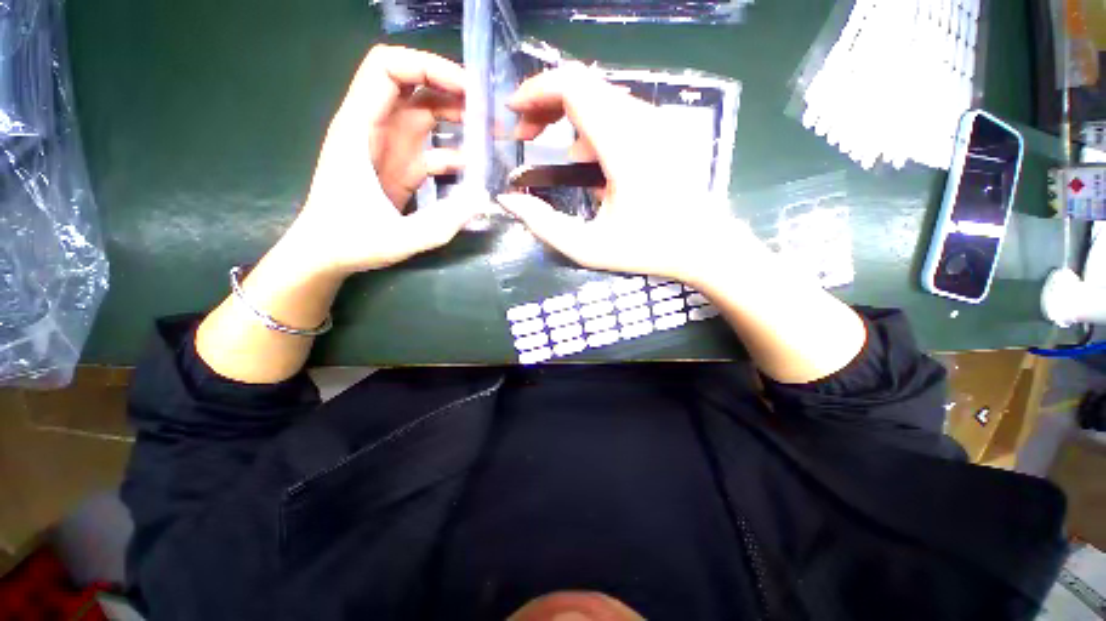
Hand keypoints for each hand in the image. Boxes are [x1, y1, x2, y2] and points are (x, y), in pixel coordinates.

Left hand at [292, 45, 478, 275]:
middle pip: (412, 86)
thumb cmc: (350, 242)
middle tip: (488, 111)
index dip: (428, 67)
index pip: (387, 68)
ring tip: (490, 134)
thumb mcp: (400, 237)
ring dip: (457, 118)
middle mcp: (373, 129)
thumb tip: (483, 196)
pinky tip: (473, 170)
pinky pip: (429, 148)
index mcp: (359, 129)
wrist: (326, 255)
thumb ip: (444, 221)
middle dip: (451, 90)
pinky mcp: (399, 167)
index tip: (466, 89)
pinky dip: (453, 152)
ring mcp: (387, 148)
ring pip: (424, 114)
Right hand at [496, 65, 748, 284]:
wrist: (703, 245)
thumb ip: (544, 225)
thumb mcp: (588, 247)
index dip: (536, 91)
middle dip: (544, 103)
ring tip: (547, 149)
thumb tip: (508, 199)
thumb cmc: (647, 249)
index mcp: (624, 146)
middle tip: (524, 134)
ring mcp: (654, 123)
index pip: (574, 87)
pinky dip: (587, 127)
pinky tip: (583, 161)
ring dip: (564, 116)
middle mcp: (640, 122)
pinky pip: (614, 113)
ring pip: (597, 97)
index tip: (513, 114)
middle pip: (583, 84)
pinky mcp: (659, 130)